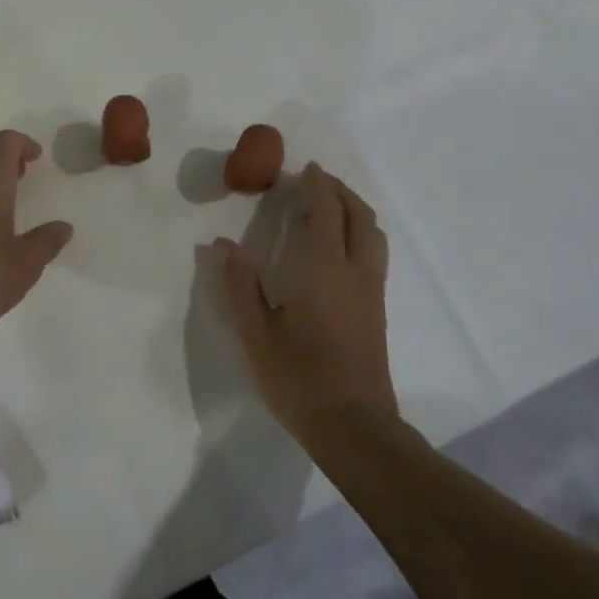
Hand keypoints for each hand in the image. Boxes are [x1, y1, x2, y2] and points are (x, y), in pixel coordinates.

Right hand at [215, 162, 396, 446]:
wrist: (355, 429)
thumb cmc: (300, 379)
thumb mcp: (256, 334)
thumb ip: (239, 286)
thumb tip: (222, 245)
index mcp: (325, 270)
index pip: (326, 212)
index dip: (317, 186)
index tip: (303, 169)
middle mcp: (355, 273)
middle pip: (359, 216)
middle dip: (340, 192)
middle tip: (315, 182)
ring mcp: (371, 293)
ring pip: (373, 235)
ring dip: (354, 211)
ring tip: (330, 208)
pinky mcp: (377, 312)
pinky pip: (374, 254)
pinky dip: (360, 233)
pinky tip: (340, 248)